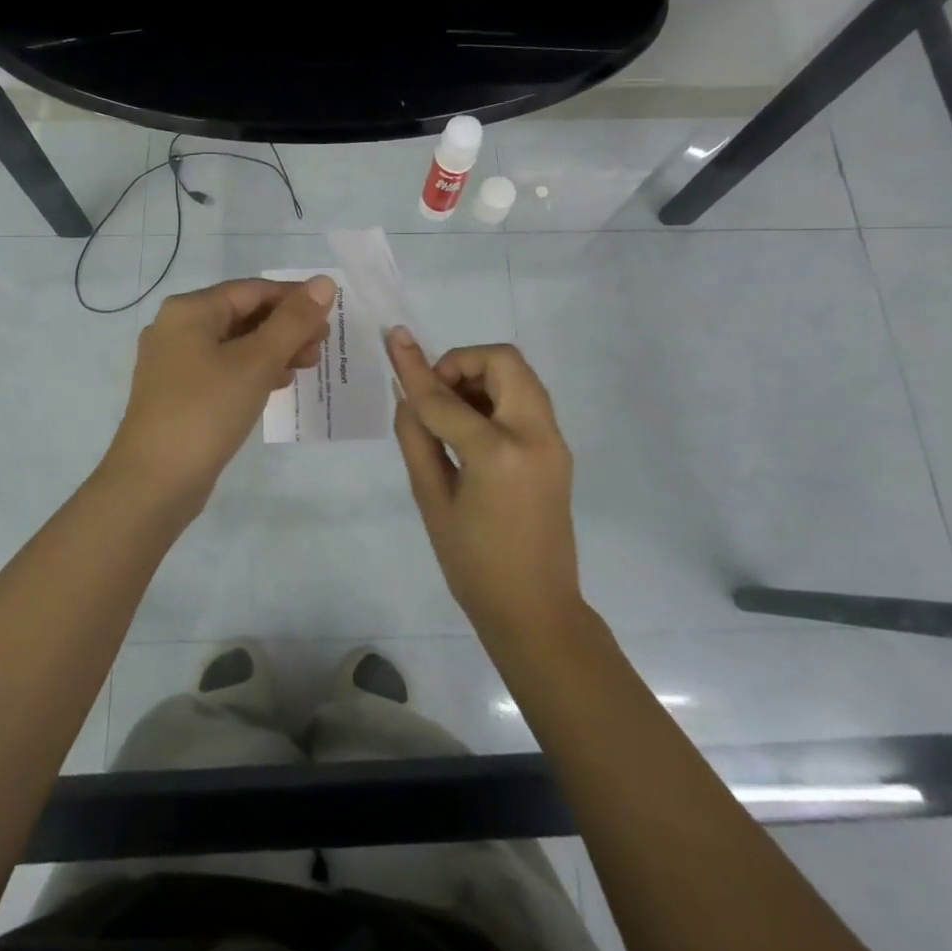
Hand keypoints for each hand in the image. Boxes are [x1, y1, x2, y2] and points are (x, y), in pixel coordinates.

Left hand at [101, 275, 336, 513]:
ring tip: (307, 365)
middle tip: (321, 346)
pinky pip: (222, 368)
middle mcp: (176, 327)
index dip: (294, 298)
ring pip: (234, 343)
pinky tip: (278, 383)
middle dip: (286, 326)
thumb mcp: (257, 362)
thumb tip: (324, 283)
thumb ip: (293, 321)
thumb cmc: (206, 411)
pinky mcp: (177, 392)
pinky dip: (252, 370)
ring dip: (273, 349)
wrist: (153, 483)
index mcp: (190, 310)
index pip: (252, 290)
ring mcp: (173, 362)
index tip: (330, 314)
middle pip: (243, 314)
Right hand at [386, 329, 584, 644]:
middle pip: (503, 360)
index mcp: (498, 454)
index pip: (446, 399)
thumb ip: (416, 438)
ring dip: (481, 377)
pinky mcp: (558, 449)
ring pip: (519, 375)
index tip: (394, 339)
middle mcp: (535, 435)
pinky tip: (471, 429)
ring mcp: (554, 440)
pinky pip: (526, 399)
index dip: (415, 370)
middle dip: (463, 362)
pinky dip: (496, 396)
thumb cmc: (473, 565)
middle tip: (435, 393)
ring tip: (450, 412)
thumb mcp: (432, 501)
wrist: (536, 611)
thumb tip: (405, 392)